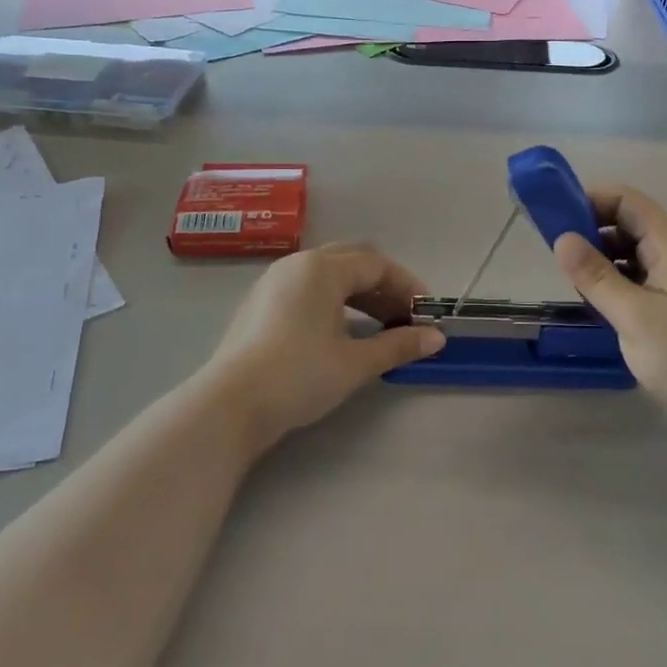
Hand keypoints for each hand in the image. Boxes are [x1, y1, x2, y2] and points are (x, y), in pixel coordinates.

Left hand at [201, 243, 445, 453]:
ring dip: (360, 293)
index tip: (426, 313)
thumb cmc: (299, 376)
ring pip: (328, 274)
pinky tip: (342, 330)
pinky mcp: (261, 302)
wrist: (230, 405)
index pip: (377, 265)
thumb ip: (398, 345)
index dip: (407, 286)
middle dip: (384, 286)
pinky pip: (307, 288)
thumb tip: (436, 338)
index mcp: (322, 268)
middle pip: (353, 261)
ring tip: (380, 325)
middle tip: (404, 317)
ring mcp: (275, 281)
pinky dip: (334, 301)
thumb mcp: (355, 362)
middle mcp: (298, 264)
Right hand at [552, 186, 666, 442]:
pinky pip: (639, 281)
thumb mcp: (634, 316)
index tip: (555, 219)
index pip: (626, 200)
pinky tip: (598, 308)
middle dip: (591, 232)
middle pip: (627, 224)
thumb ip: (596, 276)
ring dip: (601, 262)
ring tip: (574, 286)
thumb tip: (562, 238)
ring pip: (631, 255)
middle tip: (558, 260)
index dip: (590, 200)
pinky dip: (615, 286)